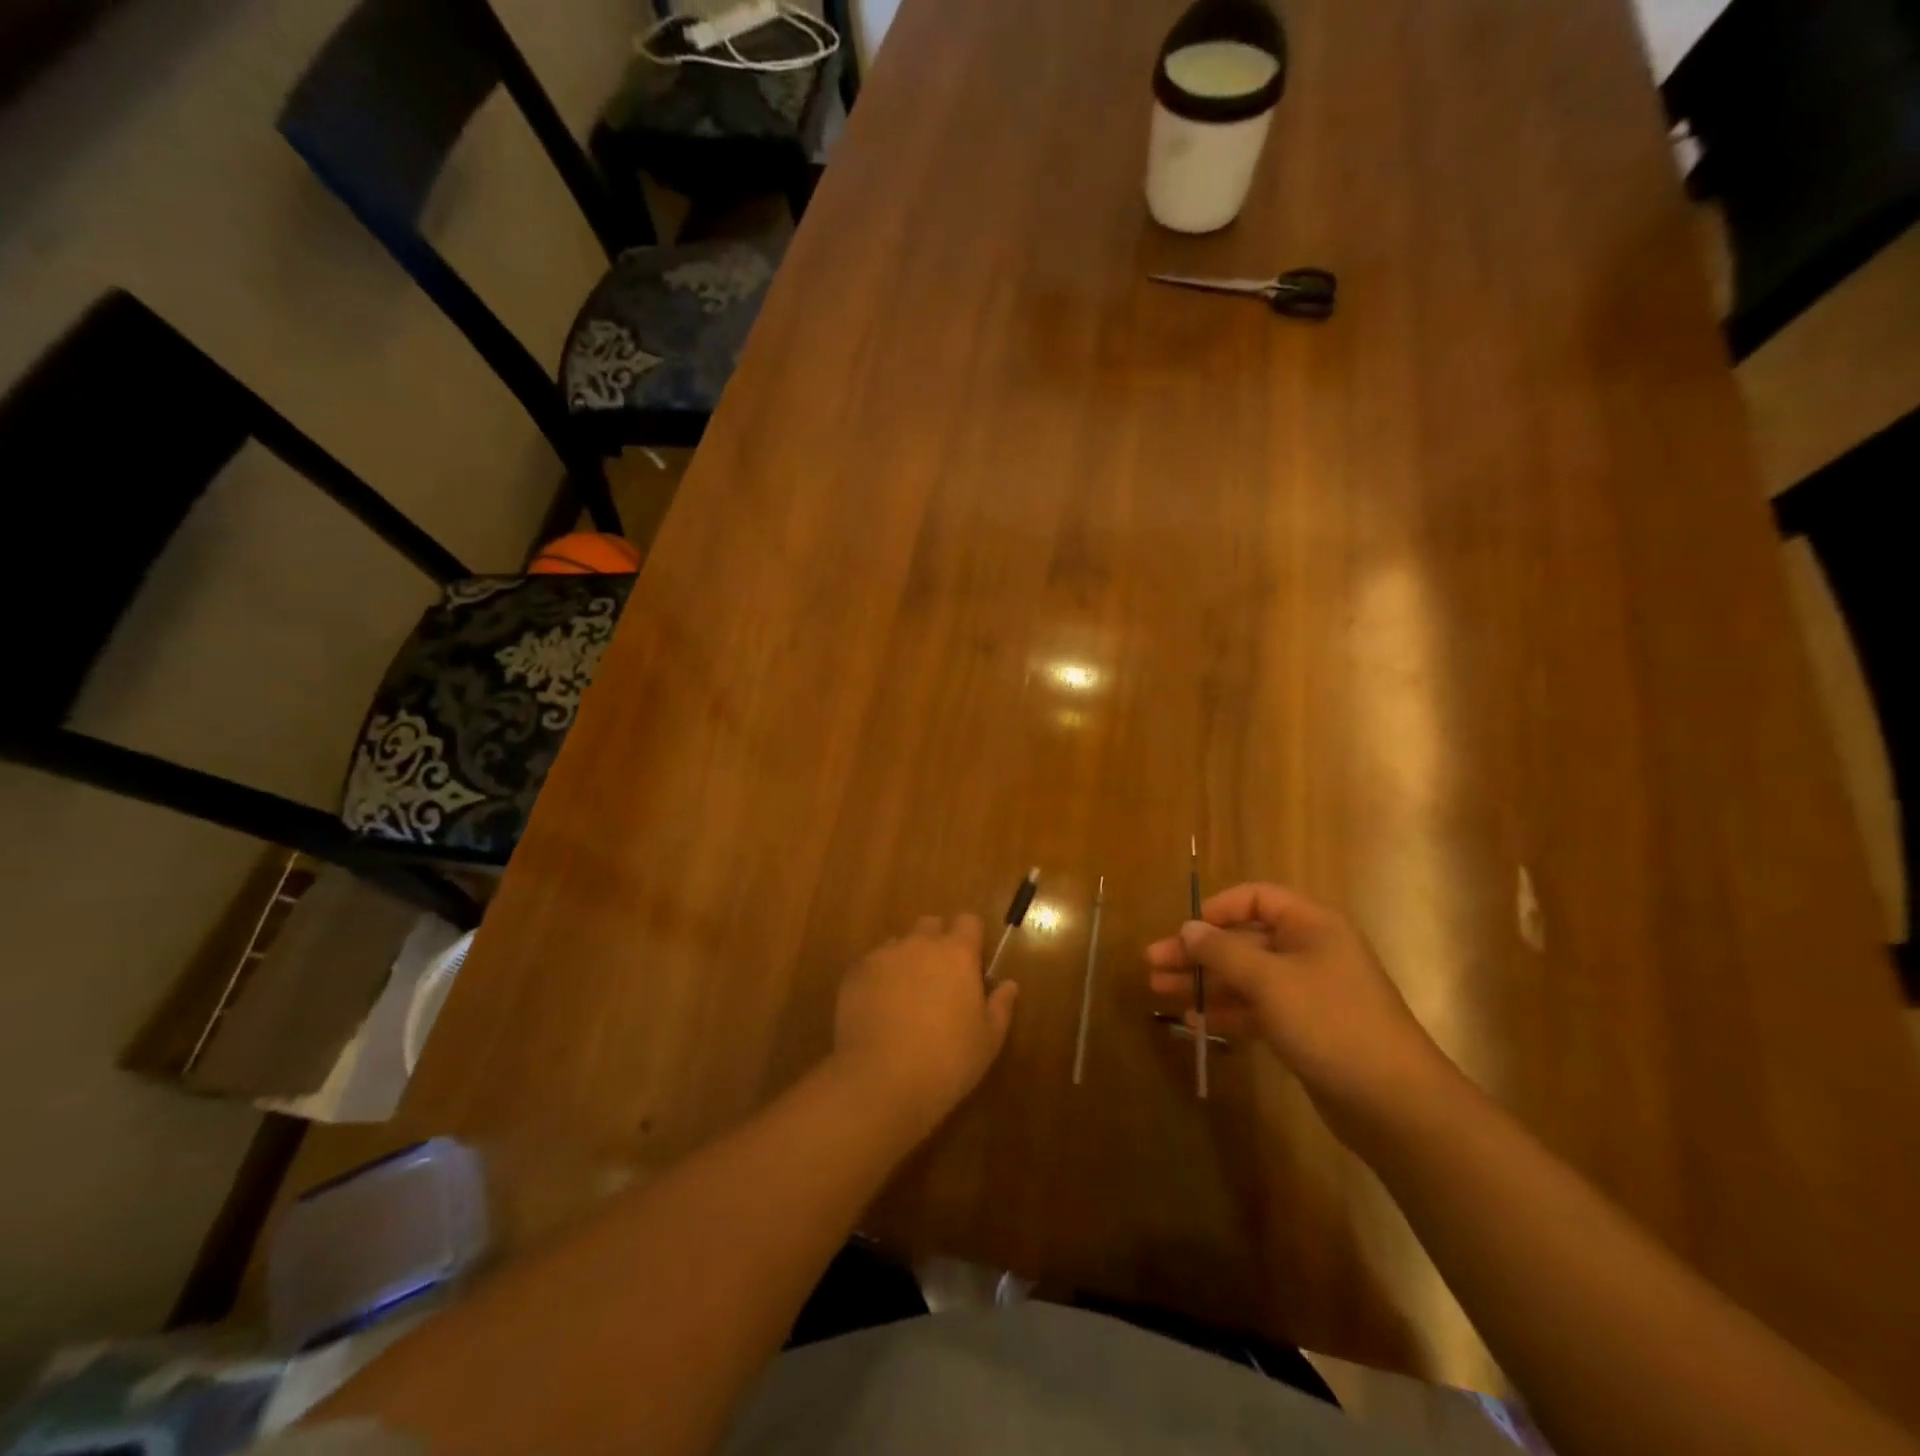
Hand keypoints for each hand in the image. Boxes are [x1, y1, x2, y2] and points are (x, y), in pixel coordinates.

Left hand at [830, 913, 1019, 1140]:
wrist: (881, 1080)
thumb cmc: (947, 1061)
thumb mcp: (988, 1041)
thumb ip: (1000, 1006)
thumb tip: (1008, 984)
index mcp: (957, 953)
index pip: (968, 921)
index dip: (970, 938)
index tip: (971, 963)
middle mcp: (920, 944)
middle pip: (930, 925)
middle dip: (936, 942)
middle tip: (939, 979)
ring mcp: (883, 956)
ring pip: (899, 944)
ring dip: (906, 959)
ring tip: (905, 997)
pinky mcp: (854, 973)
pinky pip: (871, 964)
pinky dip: (878, 978)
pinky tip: (878, 1009)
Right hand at [1145, 883, 1454, 1137]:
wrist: (1395, 1103)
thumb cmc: (1331, 1023)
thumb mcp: (1270, 981)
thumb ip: (1223, 951)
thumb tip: (1188, 929)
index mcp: (1311, 925)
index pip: (1256, 899)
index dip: (1217, 910)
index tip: (1183, 931)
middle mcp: (1310, 951)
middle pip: (1243, 939)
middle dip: (1198, 952)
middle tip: (1153, 964)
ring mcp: (1308, 992)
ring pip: (1246, 976)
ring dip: (1205, 982)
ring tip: (1161, 992)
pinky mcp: (1305, 1028)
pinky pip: (1257, 1009)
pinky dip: (1227, 1012)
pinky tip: (1194, 1022)